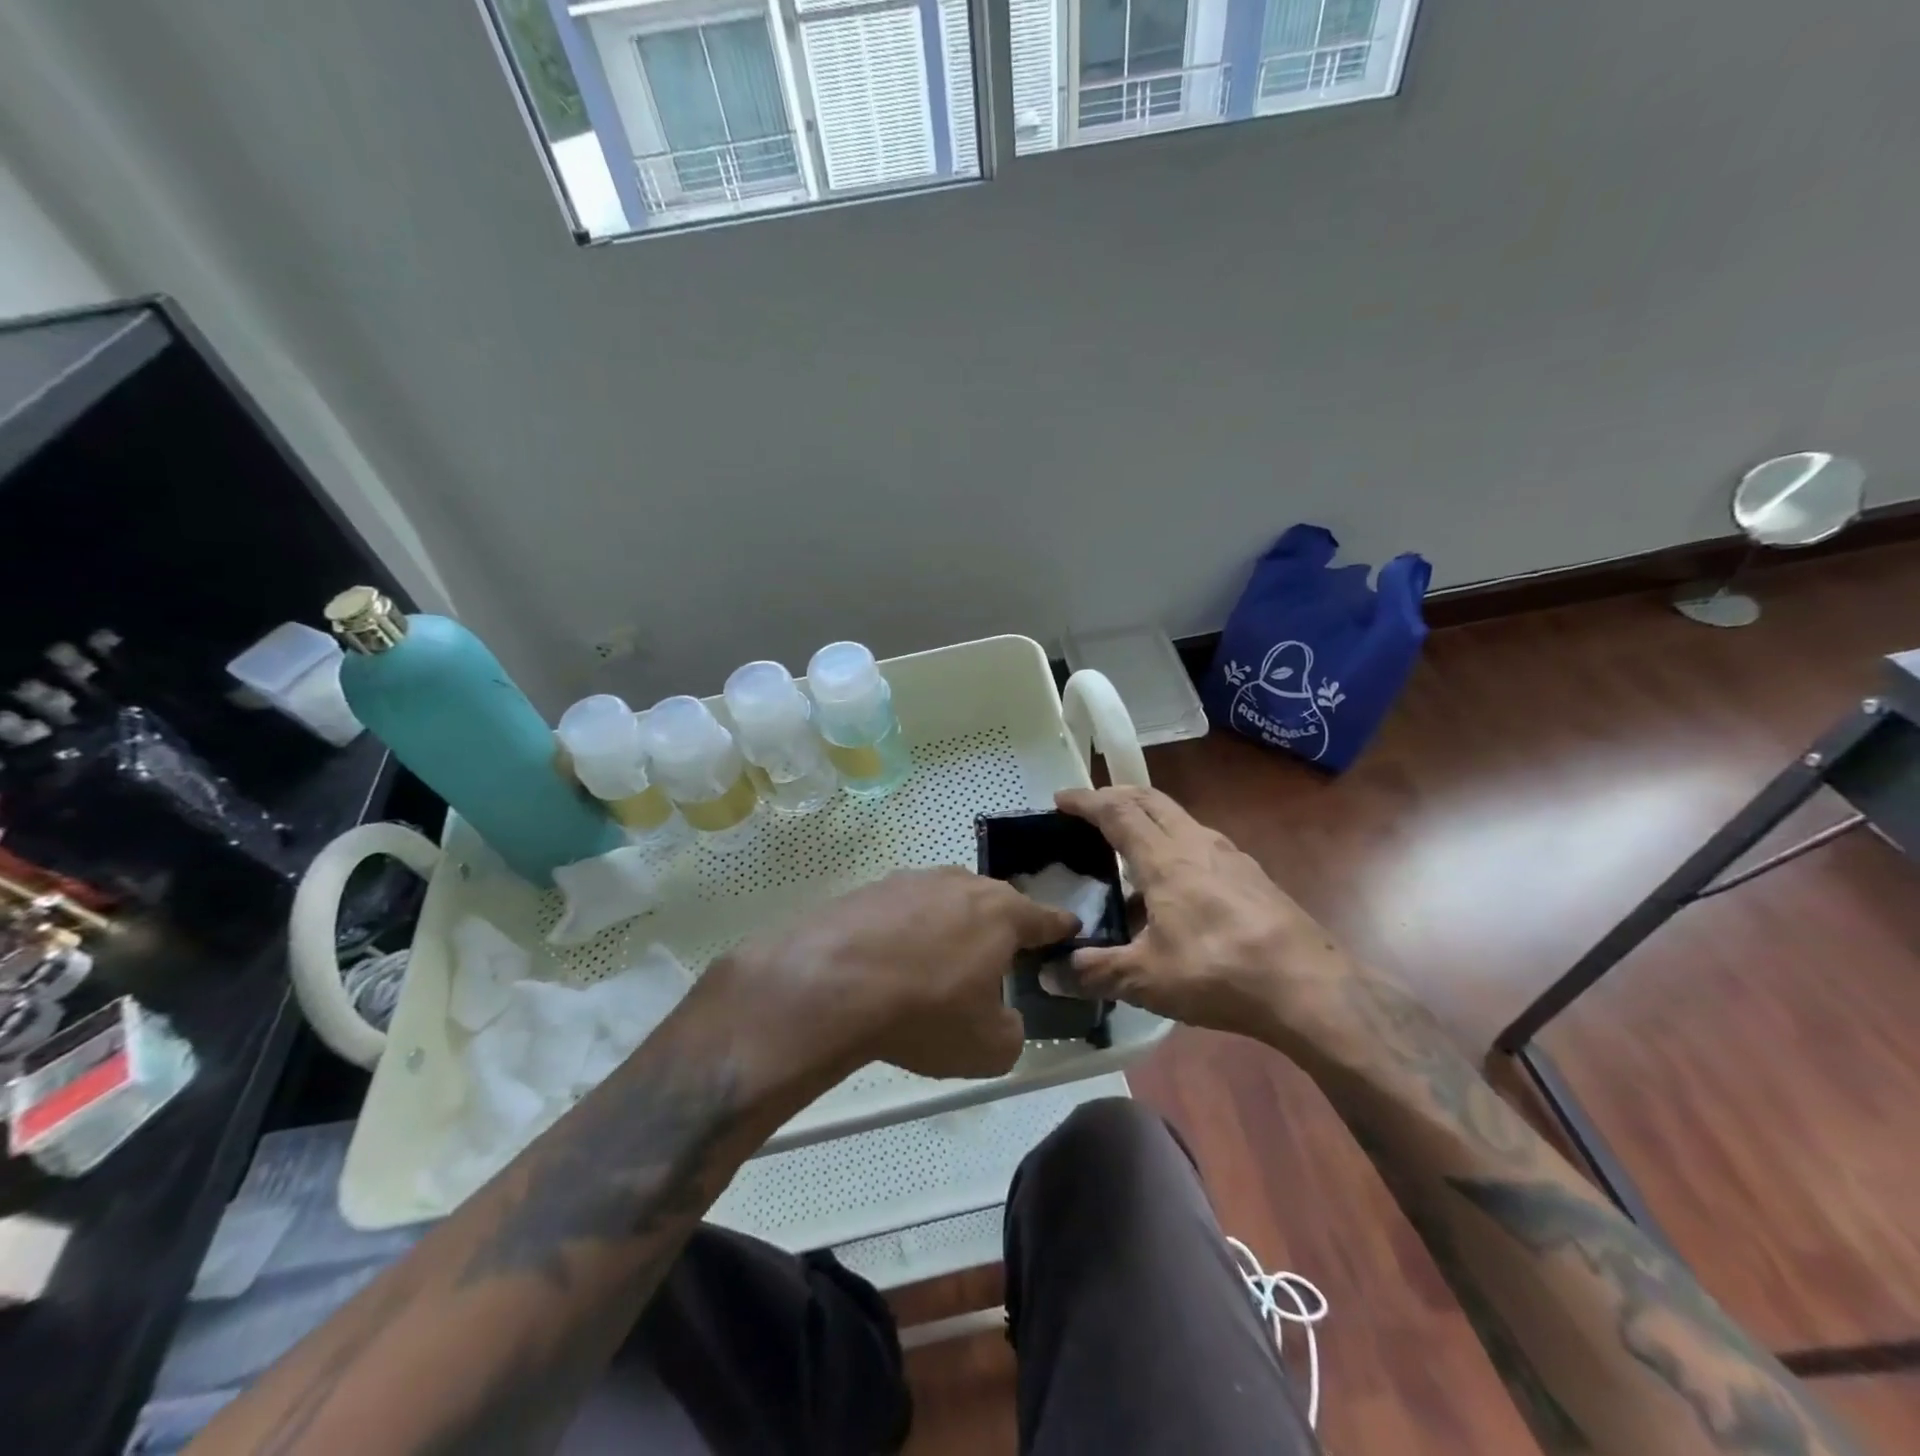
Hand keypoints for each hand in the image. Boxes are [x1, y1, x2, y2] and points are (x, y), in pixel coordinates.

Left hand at [700, 867, 1077, 1084]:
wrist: (829, 985)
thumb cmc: (924, 1012)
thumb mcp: (988, 1047)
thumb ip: (1013, 1031)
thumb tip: (1004, 1019)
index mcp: (1002, 912)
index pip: (1047, 917)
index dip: (1061, 930)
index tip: (1067, 935)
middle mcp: (961, 883)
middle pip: (995, 904)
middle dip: (1000, 929)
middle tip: (994, 963)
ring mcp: (912, 880)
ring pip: (946, 902)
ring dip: (950, 928)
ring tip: (935, 967)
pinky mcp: (870, 888)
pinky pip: (903, 910)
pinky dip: (906, 932)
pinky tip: (889, 963)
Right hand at [1056, 786, 1355, 1050]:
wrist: (1309, 987)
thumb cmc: (1218, 971)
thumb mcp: (1146, 979)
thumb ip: (1096, 972)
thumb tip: (1053, 975)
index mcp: (1164, 858)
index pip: (1117, 811)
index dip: (1086, 800)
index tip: (1061, 798)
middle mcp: (1196, 843)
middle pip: (1150, 800)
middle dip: (1116, 795)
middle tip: (1091, 808)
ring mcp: (1230, 856)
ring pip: (1180, 818)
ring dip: (1148, 818)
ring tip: (1129, 847)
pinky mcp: (1252, 875)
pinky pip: (1202, 843)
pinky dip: (1175, 844)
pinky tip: (1175, 885)